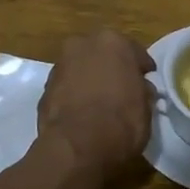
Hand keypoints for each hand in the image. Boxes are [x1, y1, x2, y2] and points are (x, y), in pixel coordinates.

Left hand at [37, 30, 155, 174]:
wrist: (77, 146)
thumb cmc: (121, 122)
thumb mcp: (145, 108)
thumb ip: (142, 91)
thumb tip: (140, 90)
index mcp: (113, 42)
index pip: (135, 52)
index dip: (141, 69)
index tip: (145, 82)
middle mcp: (83, 45)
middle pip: (103, 55)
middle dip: (111, 68)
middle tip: (121, 89)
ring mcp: (60, 64)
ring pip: (81, 68)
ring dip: (89, 79)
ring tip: (98, 103)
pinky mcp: (44, 87)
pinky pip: (67, 86)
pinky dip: (74, 94)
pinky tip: (81, 112)